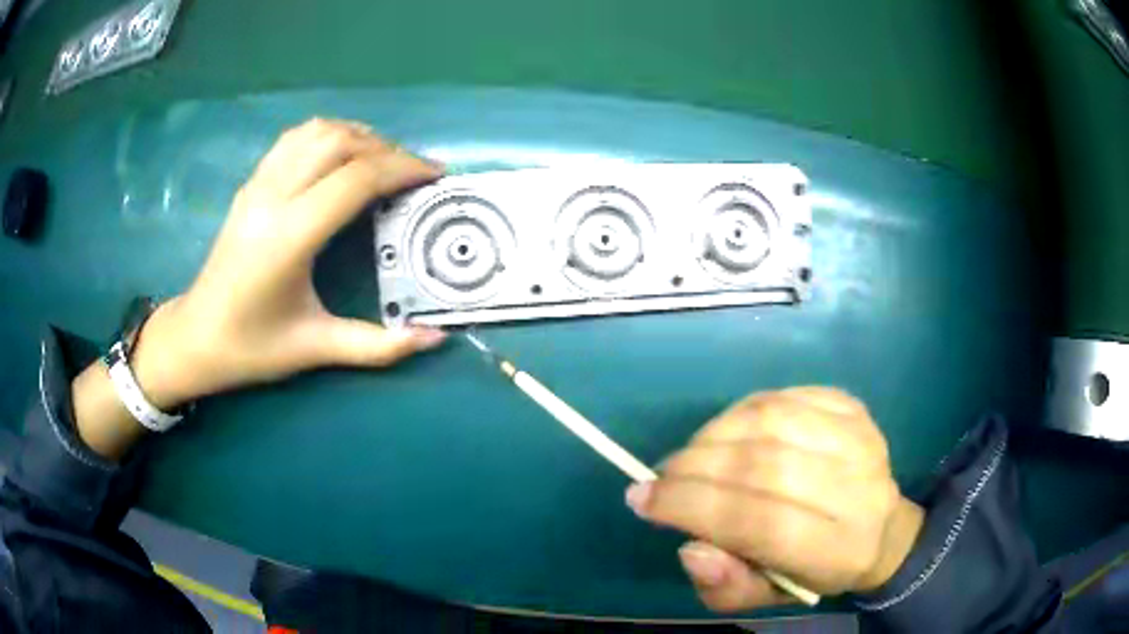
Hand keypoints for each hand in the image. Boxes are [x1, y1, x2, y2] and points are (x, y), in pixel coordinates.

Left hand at [131, 119, 445, 408]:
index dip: (403, 169)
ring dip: (359, 136)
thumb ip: (378, 346)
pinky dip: (328, 134)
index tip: (436, 176)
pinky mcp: (250, 184)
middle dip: (387, 150)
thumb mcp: (315, 349)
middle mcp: (273, 197)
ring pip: (317, 131)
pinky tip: (342, 156)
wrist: (195, 337)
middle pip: (340, 142)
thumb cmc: (251, 347)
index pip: (356, 179)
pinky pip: (295, 138)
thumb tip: (435, 339)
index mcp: (289, 236)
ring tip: (383, 161)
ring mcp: (258, 185)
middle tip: (414, 174)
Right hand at [625, 387, 922, 611]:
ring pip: (769, 420)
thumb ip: (727, 587)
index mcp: (836, 549)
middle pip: (762, 466)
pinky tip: (728, 433)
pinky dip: (741, 412)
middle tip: (662, 478)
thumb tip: (690, 549)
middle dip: (695, 469)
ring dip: (713, 435)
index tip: (642, 499)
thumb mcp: (767, 597)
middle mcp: (855, 488)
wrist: (879, 528)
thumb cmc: (816, 571)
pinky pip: (782, 397)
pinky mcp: (852, 406)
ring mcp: (858, 437)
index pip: (758, 522)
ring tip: (691, 456)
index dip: (693, 506)